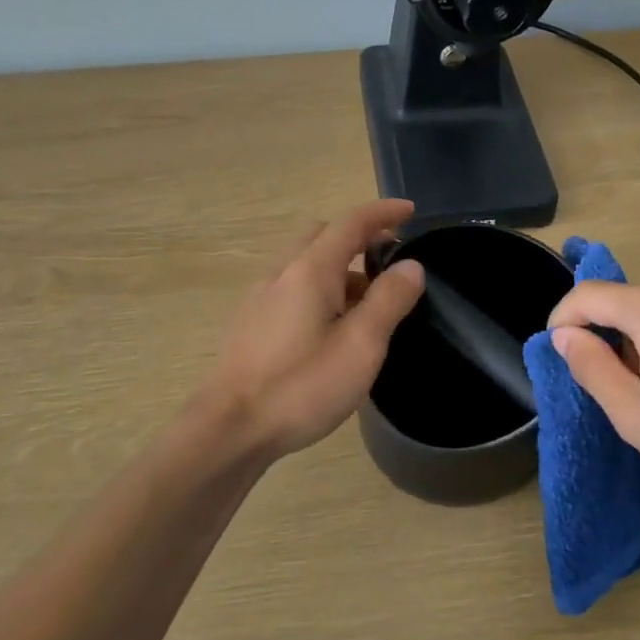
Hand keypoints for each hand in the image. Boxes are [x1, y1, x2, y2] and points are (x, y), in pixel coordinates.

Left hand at [202, 201, 425, 458]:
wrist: (229, 428)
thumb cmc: (301, 386)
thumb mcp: (361, 346)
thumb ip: (389, 300)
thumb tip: (410, 265)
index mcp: (310, 270)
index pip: (350, 223)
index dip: (383, 213)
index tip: (410, 211)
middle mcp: (281, 273)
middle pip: (322, 236)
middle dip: (358, 237)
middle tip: (389, 257)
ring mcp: (260, 298)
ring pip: (305, 264)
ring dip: (339, 267)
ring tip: (369, 300)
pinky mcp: (251, 324)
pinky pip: (292, 288)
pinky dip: (320, 289)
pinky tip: (331, 327)